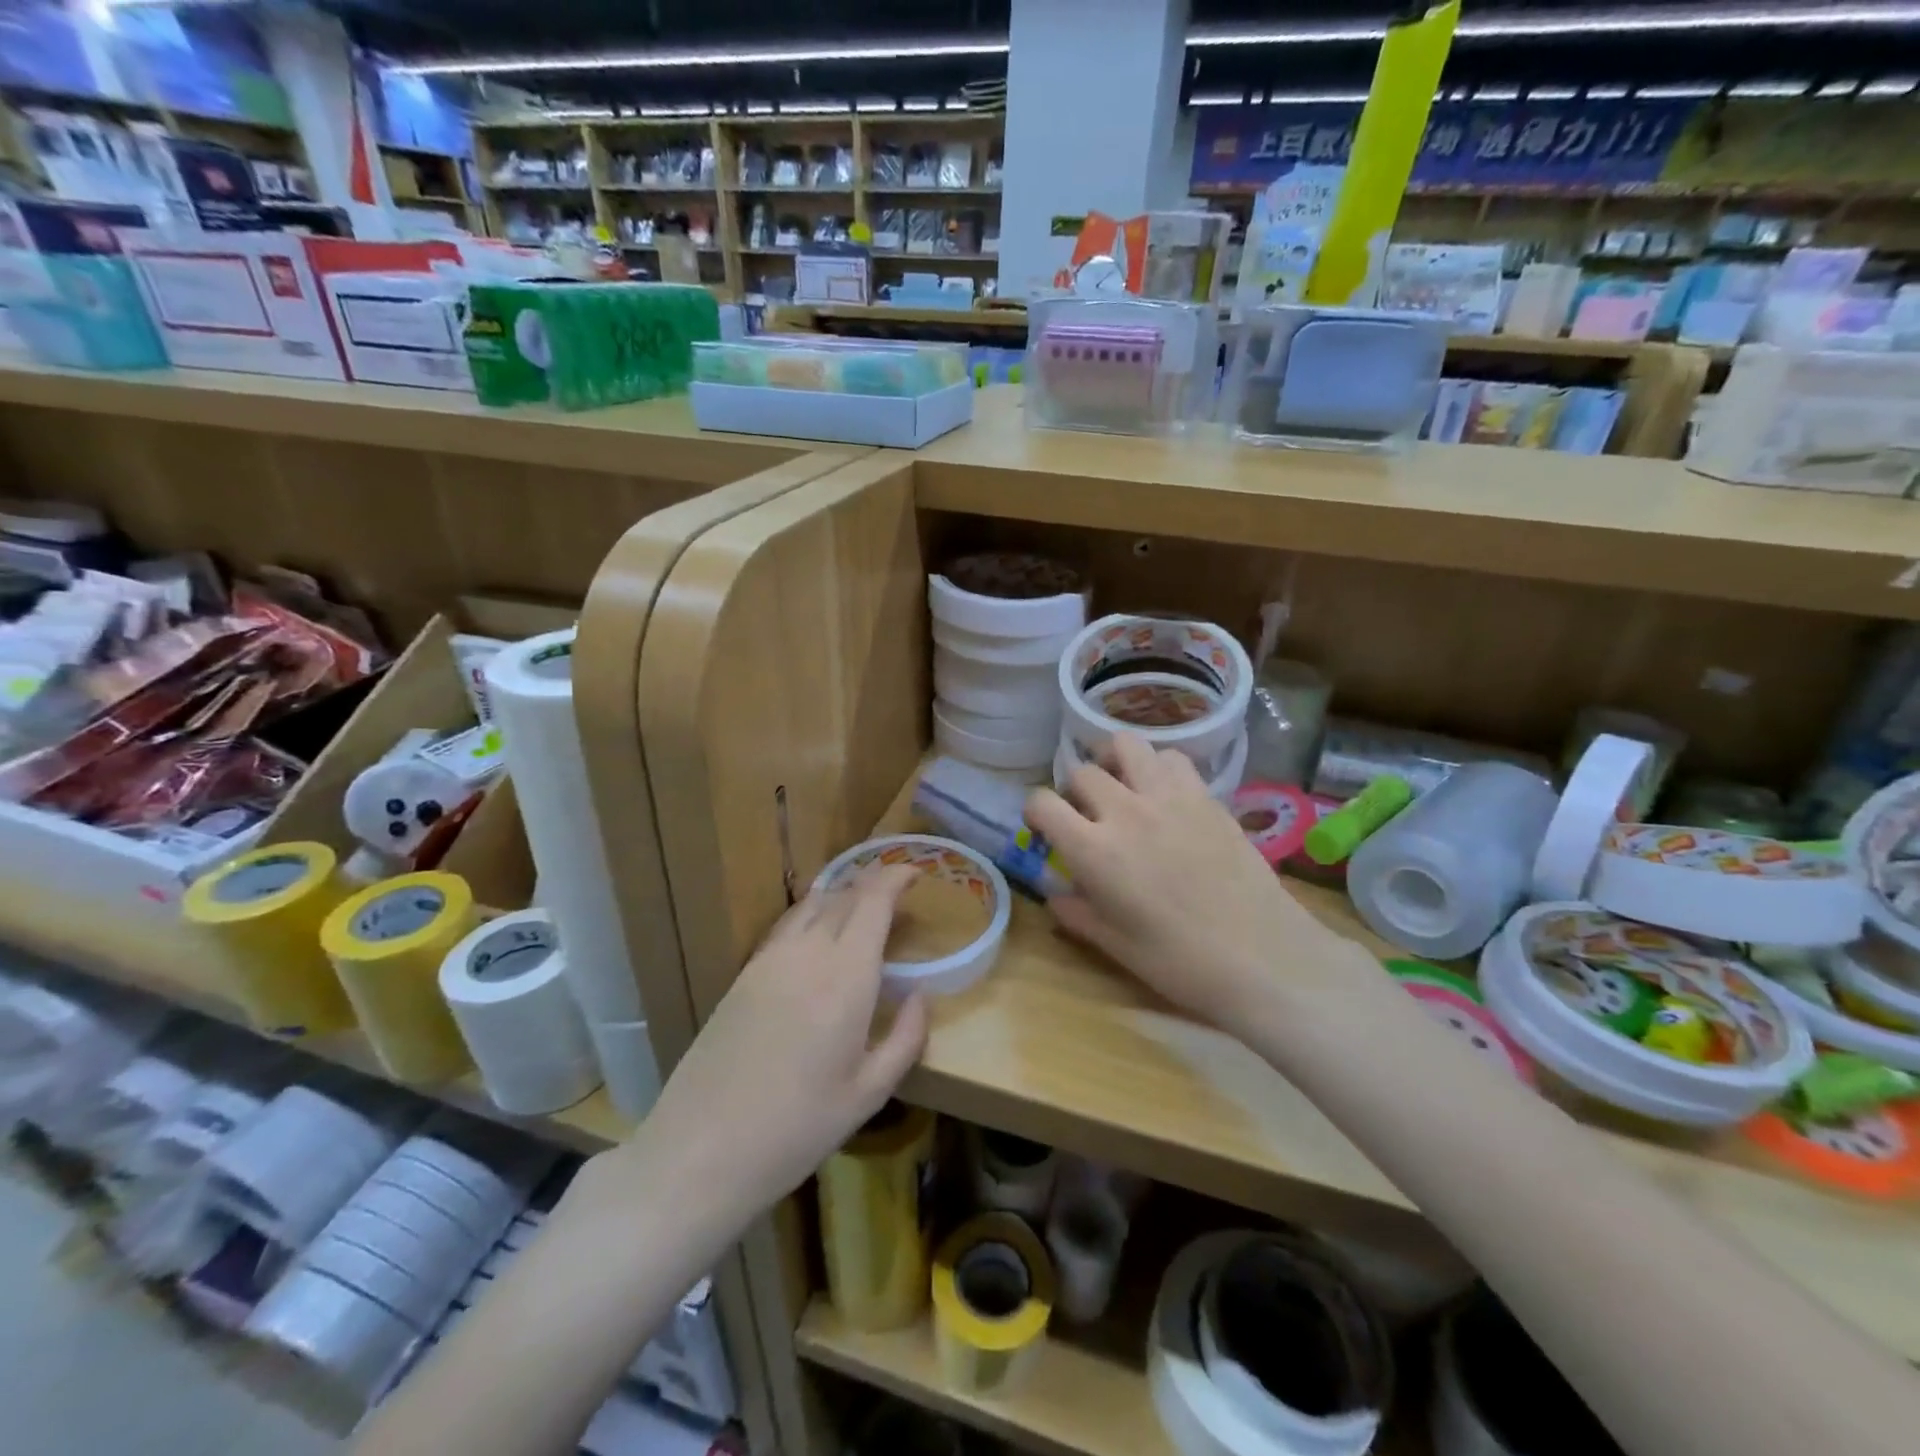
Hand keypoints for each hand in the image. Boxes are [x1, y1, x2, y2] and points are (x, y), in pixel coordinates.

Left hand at [633, 867, 929, 1219]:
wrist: (701, 1150)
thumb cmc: (797, 1128)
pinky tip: (819, 937)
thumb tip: (922, 996)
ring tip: (862, 911)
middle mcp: (808, 952)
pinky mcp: (743, 975)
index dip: (896, 876)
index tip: (917, 873)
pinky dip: (812, 914)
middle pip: (843, 894)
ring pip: (812, 904)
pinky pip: (786, 925)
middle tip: (898, 897)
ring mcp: (769, 960)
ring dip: (842, 895)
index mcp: (846, 975)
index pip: (873, 900)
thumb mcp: (869, 1093)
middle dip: (874, 884)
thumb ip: (906, 1038)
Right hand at [1026, 733, 1321, 1031]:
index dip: (1035, 811)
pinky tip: (1163, 792)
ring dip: (1114, 761)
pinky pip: (1173, 758)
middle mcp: (1125, 811)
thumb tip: (1056, 895)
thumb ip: (1077, 913)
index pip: (1043, 803)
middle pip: (1083, 772)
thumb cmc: (1180, 961)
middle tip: (1086, 814)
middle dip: (1074, 790)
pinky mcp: (1206, 796)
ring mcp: (1169, 797)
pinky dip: (1158, 766)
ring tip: (1121, 784)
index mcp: (1094, 850)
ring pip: (1127, 745)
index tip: (1043, 827)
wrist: (1262, 956)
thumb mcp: (1115, 945)